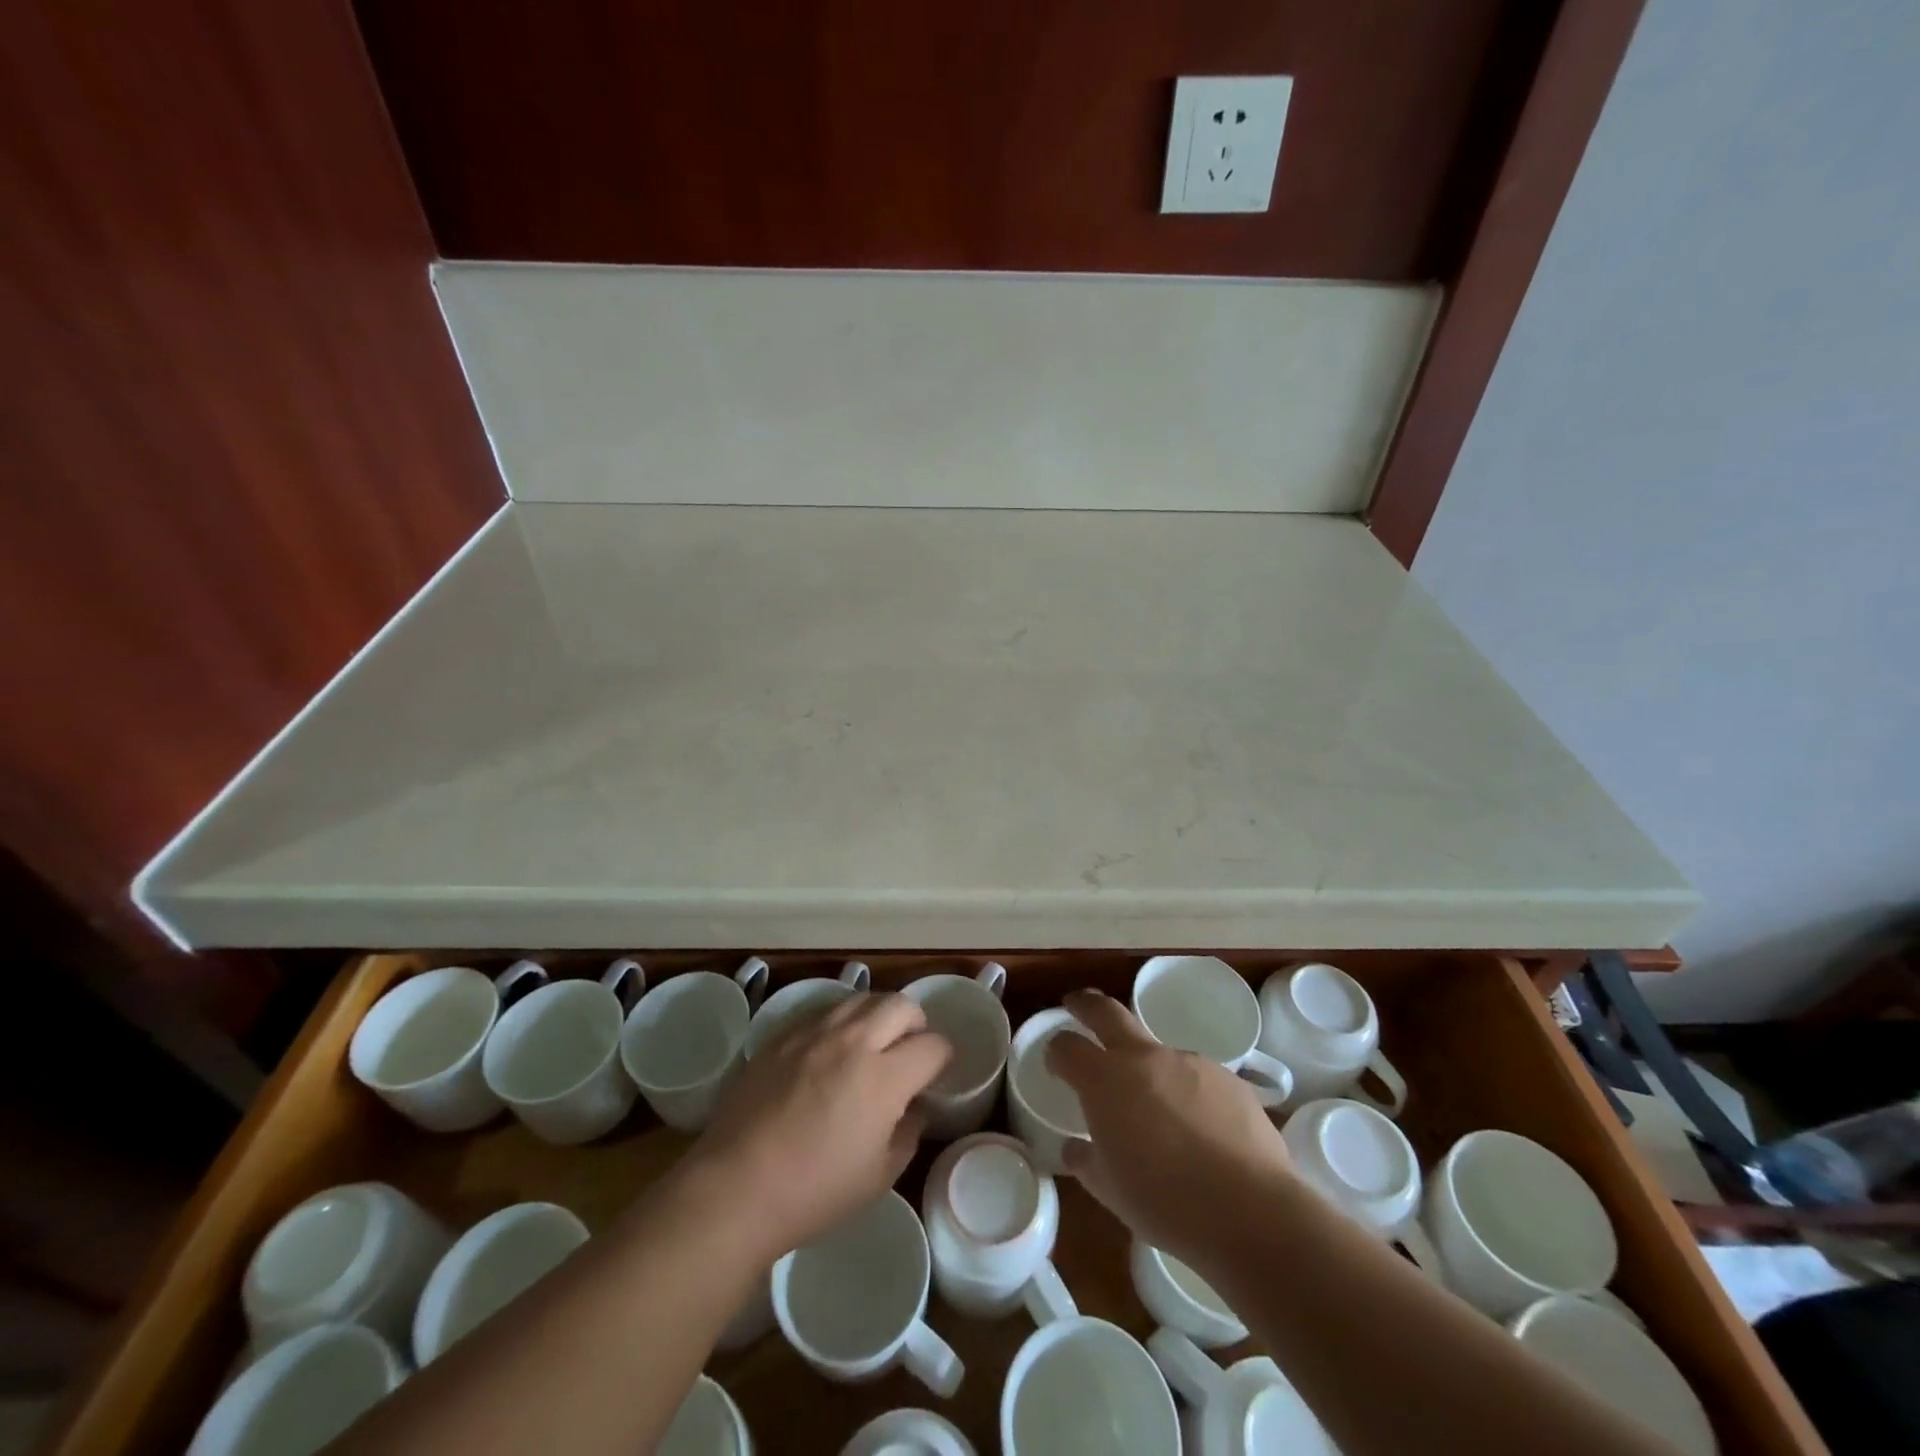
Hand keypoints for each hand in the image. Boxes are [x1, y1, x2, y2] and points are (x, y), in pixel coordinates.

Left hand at [680, 992, 950, 1261]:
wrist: (735, 1187)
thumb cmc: (813, 1192)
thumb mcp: (878, 1177)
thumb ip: (907, 1133)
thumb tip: (915, 1107)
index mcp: (884, 1077)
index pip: (933, 1045)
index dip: (943, 1058)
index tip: (936, 1074)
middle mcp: (854, 1041)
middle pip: (901, 1004)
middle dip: (916, 1023)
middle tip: (909, 1050)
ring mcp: (814, 1032)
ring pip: (862, 998)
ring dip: (878, 1015)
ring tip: (872, 1043)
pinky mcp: (783, 1034)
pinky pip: (824, 1010)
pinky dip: (841, 1021)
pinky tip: (832, 1049)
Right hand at [1046, 989, 1294, 1265]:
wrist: (1249, 1210)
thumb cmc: (1164, 1202)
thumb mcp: (1110, 1190)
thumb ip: (1086, 1161)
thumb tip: (1075, 1147)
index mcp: (1105, 1080)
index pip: (1067, 1047)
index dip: (1056, 1051)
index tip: (1056, 1063)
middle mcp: (1144, 1057)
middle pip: (1106, 1012)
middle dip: (1086, 1005)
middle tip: (1076, 1005)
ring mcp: (1189, 1061)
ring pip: (1157, 1052)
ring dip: (1148, 1069)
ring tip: (1159, 1113)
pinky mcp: (1227, 1077)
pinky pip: (1196, 1078)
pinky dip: (1188, 1094)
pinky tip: (1201, 1131)